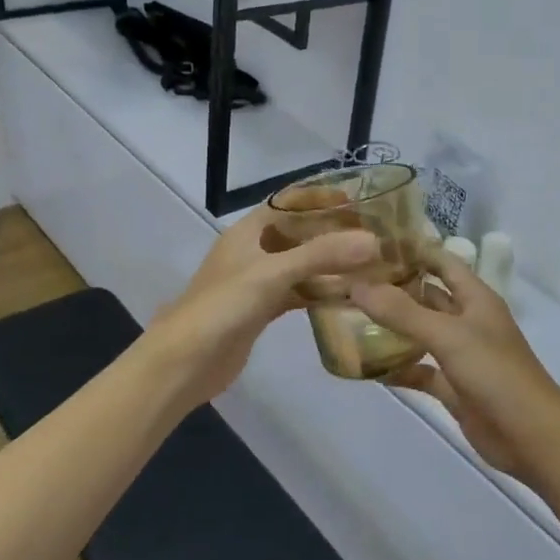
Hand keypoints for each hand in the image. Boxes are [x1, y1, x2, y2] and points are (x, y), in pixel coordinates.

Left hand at [141, 208, 378, 410]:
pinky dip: (320, 292)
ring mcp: (257, 282)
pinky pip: (297, 293)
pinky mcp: (261, 310)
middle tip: (374, 235)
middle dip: (332, 233)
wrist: (185, 361)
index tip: (358, 199)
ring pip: (300, 265)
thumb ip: (322, 255)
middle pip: (298, 234)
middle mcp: (253, 251)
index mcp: (248, 231)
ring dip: (329, 265)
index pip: (288, 202)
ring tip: (370, 265)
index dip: (320, 197)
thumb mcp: (273, 274)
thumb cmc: (223, 306)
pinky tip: (348, 297)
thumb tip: (373, 241)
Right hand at [350, 250, 559, 485]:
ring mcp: (460, 355)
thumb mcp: (448, 335)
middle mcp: (467, 321)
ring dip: (391, 328)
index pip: (441, 261)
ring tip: (348, 317)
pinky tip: (365, 365)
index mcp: (475, 298)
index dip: (412, 250)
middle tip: (349, 281)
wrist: (531, 436)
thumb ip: (402, 312)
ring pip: (420, 334)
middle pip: (427, 296)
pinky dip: (397, 367)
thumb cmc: (495, 373)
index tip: (370, 244)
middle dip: (393, 289)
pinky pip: (419, 370)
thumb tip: (356, 286)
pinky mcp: (452, 387)